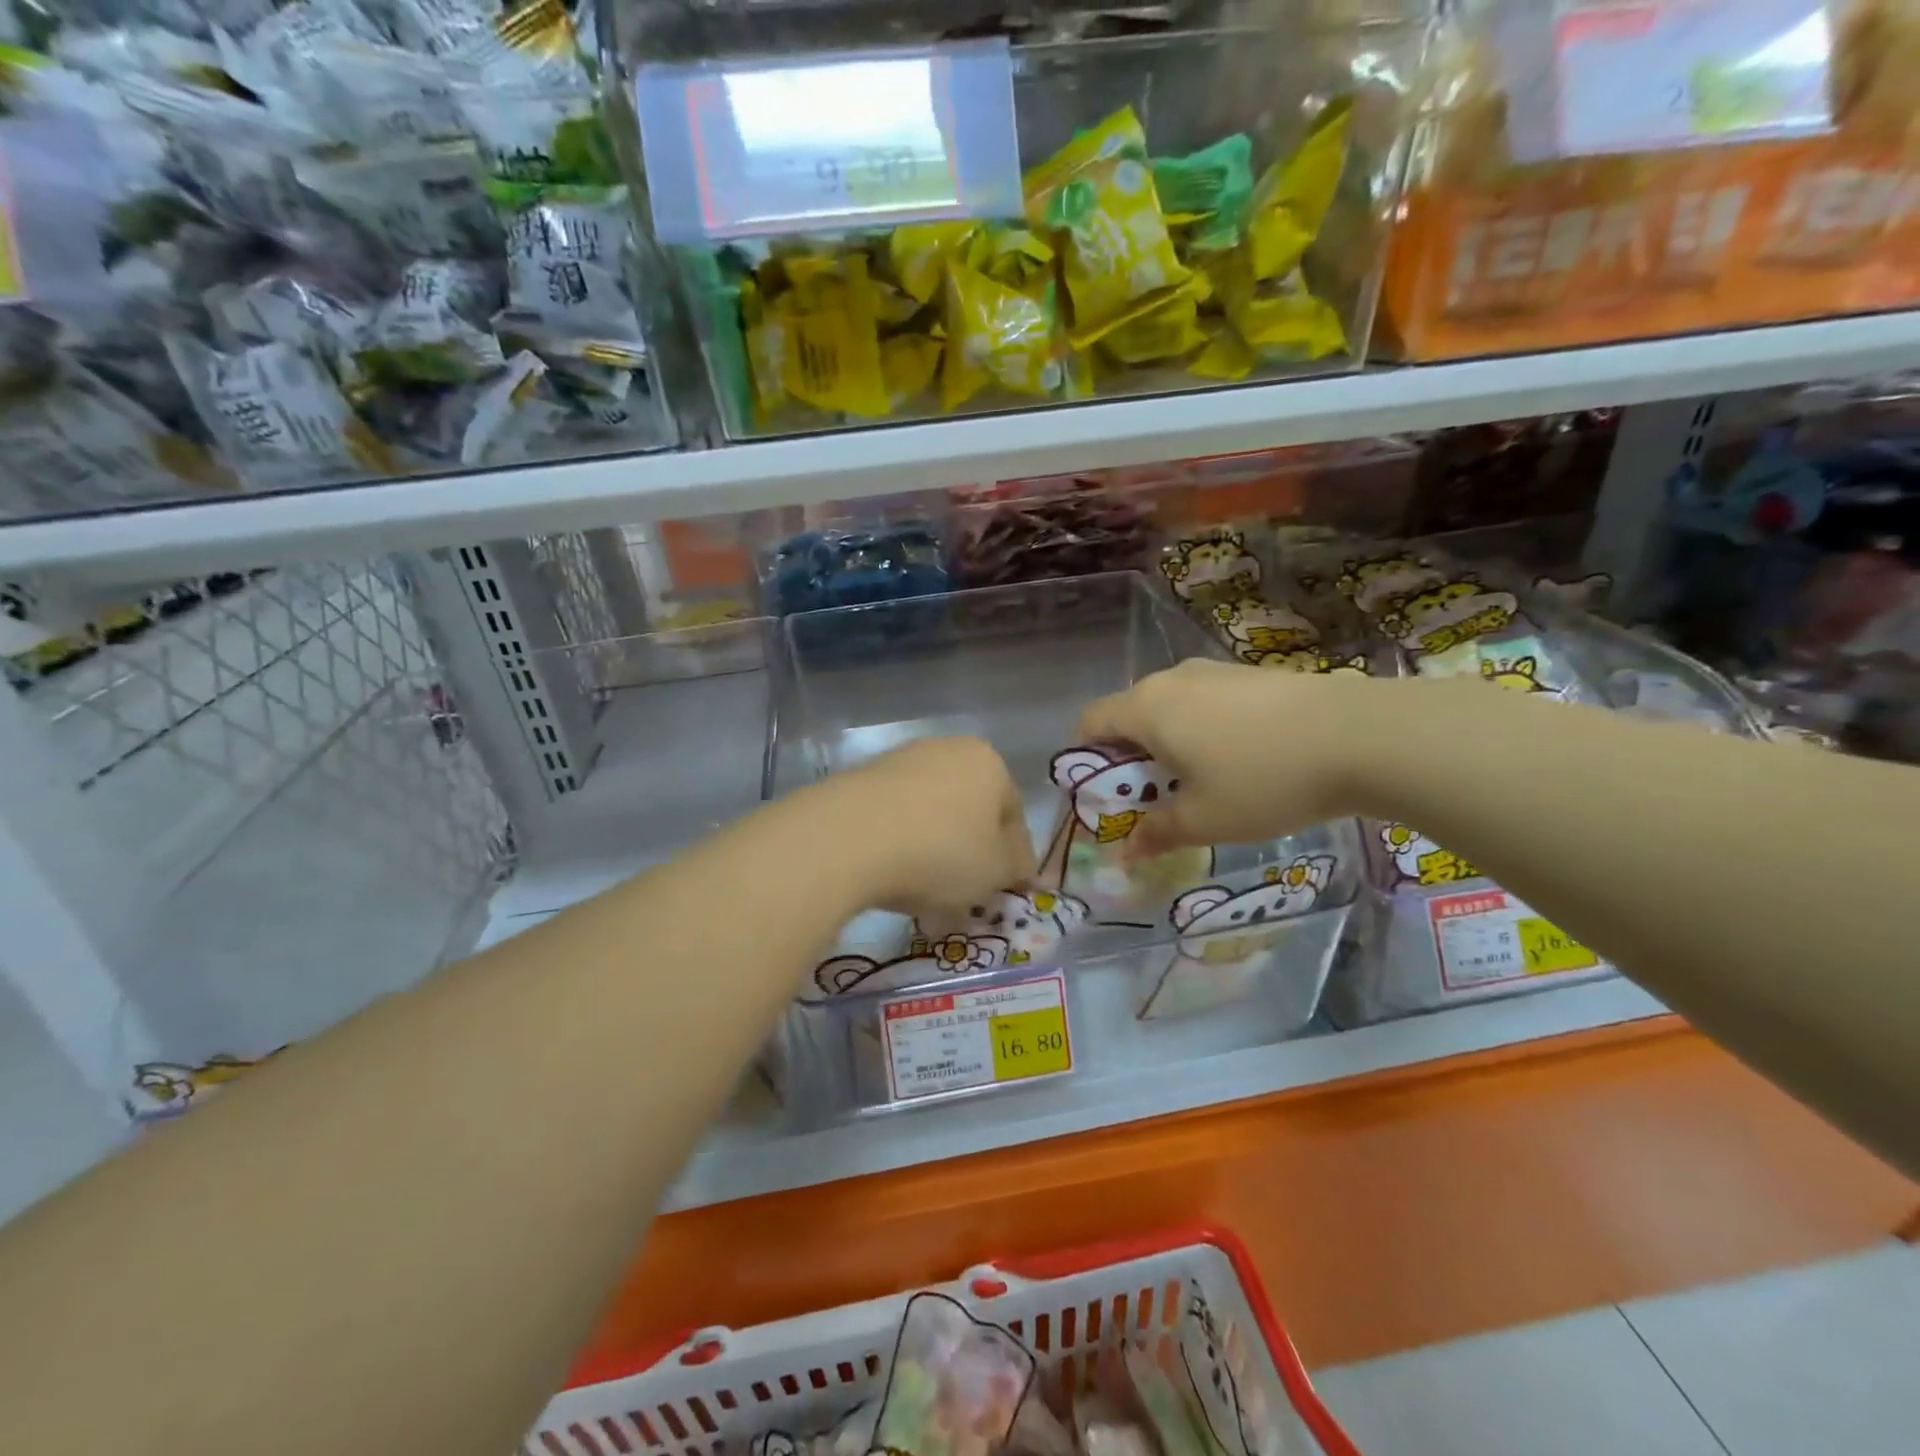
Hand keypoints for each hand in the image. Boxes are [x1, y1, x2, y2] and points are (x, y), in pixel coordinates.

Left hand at [819, 737, 1036, 920]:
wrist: (847, 838)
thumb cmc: (940, 851)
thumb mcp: (996, 870)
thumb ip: (1017, 867)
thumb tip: (1022, 865)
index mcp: (988, 763)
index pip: (1013, 814)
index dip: (1012, 859)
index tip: (1002, 893)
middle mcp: (946, 751)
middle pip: (968, 813)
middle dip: (969, 857)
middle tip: (963, 899)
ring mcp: (899, 762)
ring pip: (930, 818)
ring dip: (933, 855)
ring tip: (923, 900)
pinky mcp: (859, 781)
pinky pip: (892, 821)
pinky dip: (898, 849)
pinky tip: (890, 882)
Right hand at [1077, 659, 1366, 850]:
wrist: (1362, 736)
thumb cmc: (1265, 780)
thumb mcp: (1205, 820)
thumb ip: (1157, 834)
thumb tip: (1125, 854)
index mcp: (1147, 709)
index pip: (1089, 722)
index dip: (1086, 759)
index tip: (1108, 794)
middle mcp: (1172, 679)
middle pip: (1128, 713)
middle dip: (1129, 756)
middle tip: (1154, 797)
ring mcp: (1214, 671)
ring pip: (1169, 707)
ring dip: (1168, 743)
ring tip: (1201, 781)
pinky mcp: (1251, 673)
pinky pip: (1205, 701)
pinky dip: (1202, 729)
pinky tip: (1240, 759)